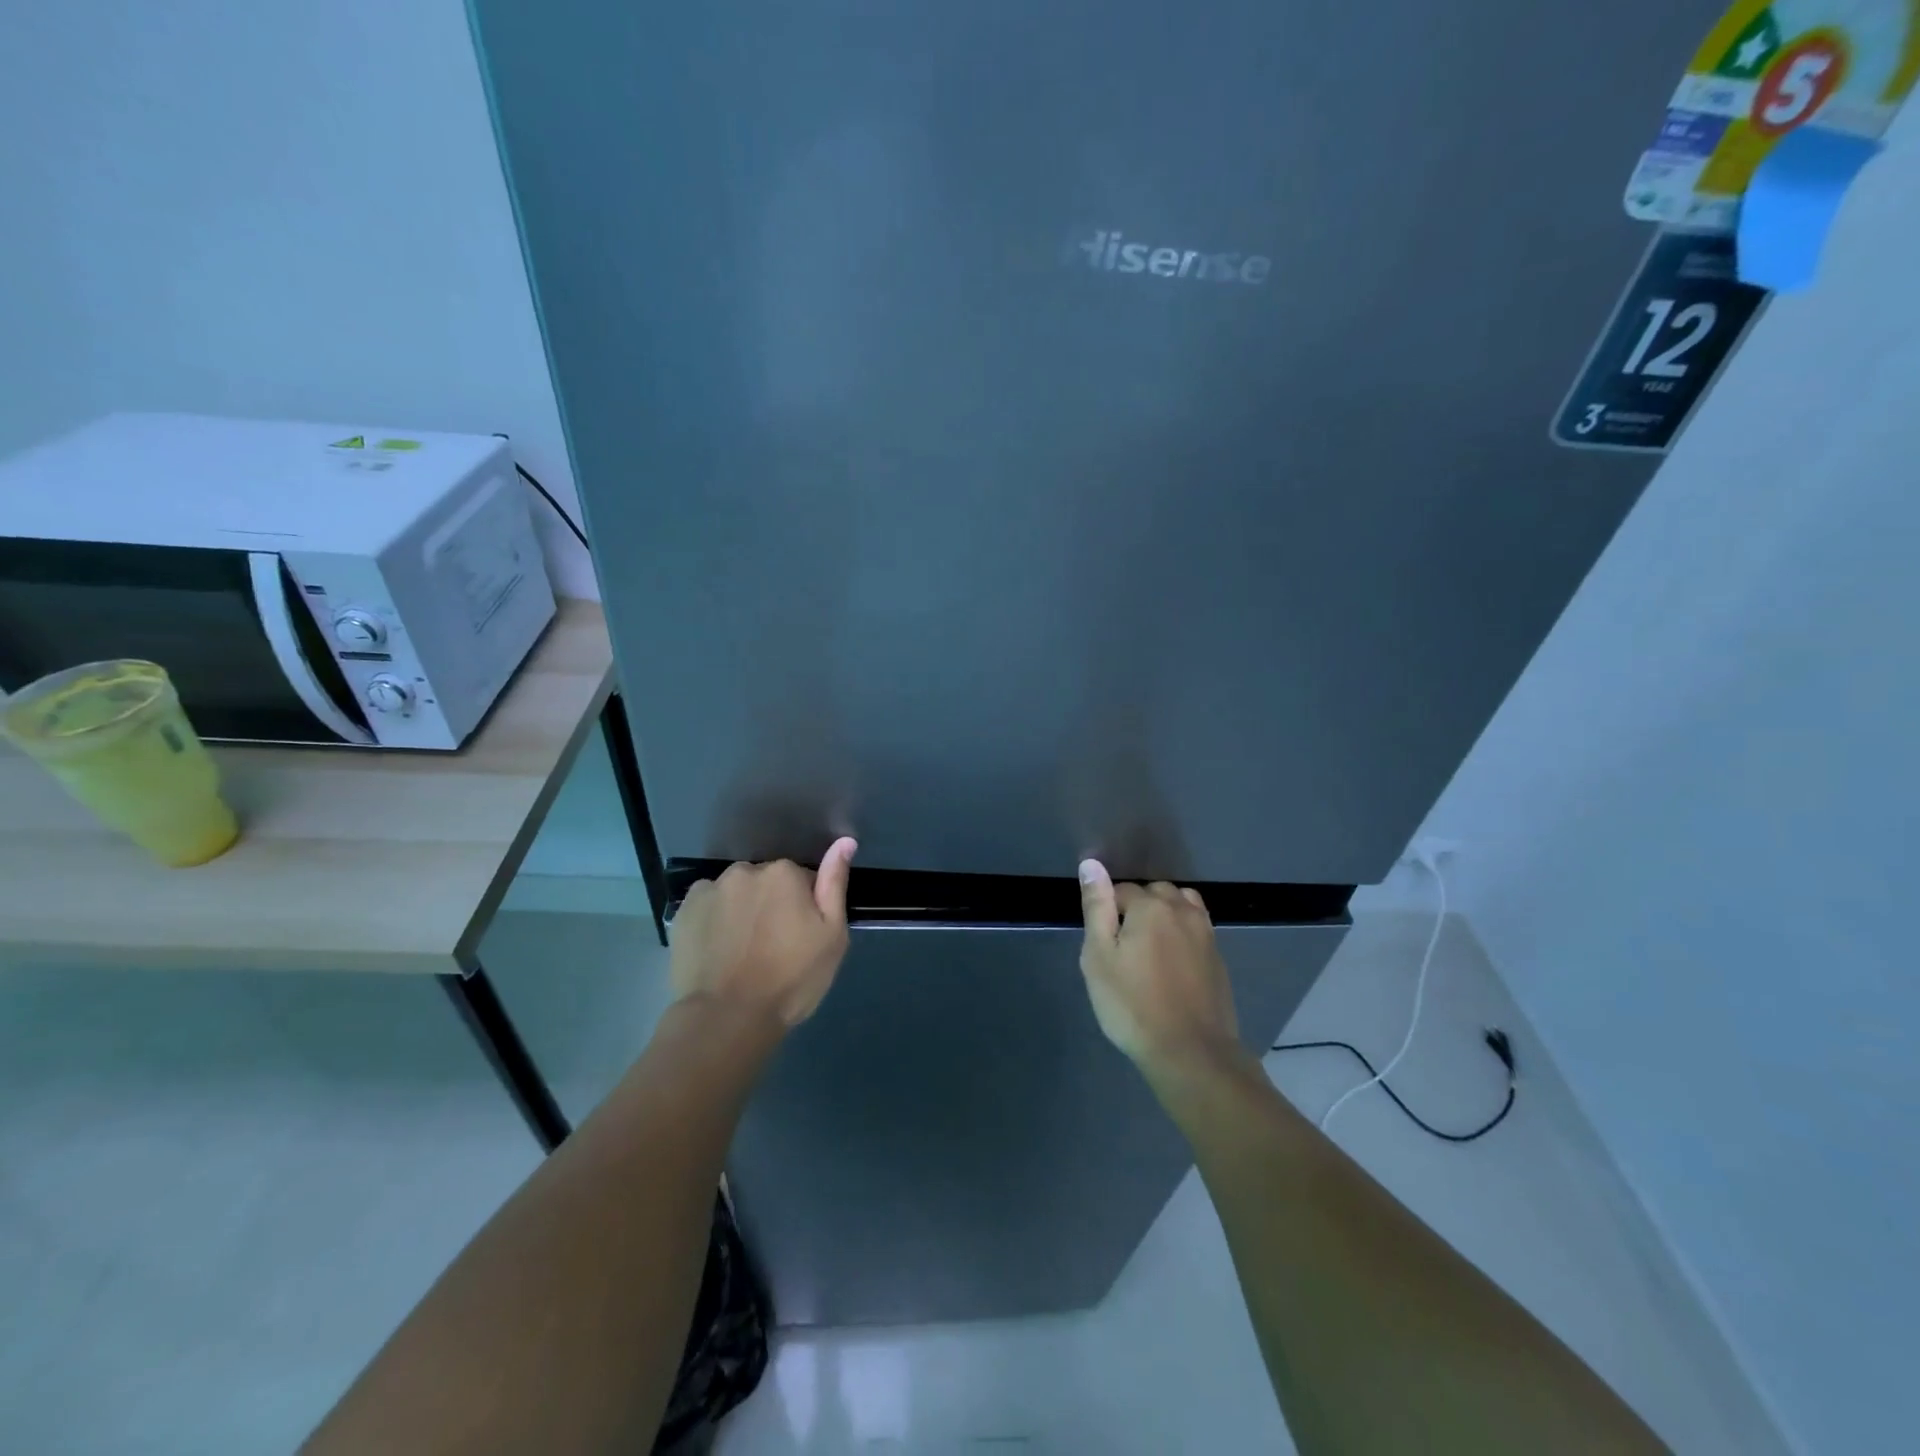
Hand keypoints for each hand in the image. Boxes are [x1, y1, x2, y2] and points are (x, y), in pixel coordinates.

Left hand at [670, 838, 857, 1028]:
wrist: (727, 1018)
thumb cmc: (790, 979)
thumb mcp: (831, 936)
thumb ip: (834, 884)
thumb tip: (845, 842)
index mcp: (784, 873)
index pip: (802, 880)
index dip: (804, 908)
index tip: (800, 937)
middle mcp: (745, 871)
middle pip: (766, 883)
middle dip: (771, 905)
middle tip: (772, 947)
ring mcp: (710, 889)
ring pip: (735, 893)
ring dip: (741, 910)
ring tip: (741, 952)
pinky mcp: (683, 911)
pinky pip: (707, 907)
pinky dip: (713, 921)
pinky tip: (717, 950)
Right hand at [1078, 859, 1242, 1073]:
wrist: (1191, 1052)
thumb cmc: (1133, 1004)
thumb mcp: (1099, 956)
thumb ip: (1097, 906)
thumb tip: (1091, 864)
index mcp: (1150, 906)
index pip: (1120, 890)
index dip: (1107, 913)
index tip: (1103, 944)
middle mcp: (1182, 910)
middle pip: (1154, 893)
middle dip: (1138, 908)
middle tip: (1123, 947)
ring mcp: (1205, 933)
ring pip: (1181, 905)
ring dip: (1164, 915)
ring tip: (1149, 948)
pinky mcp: (1218, 957)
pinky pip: (1196, 929)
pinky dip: (1182, 934)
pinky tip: (1172, 964)